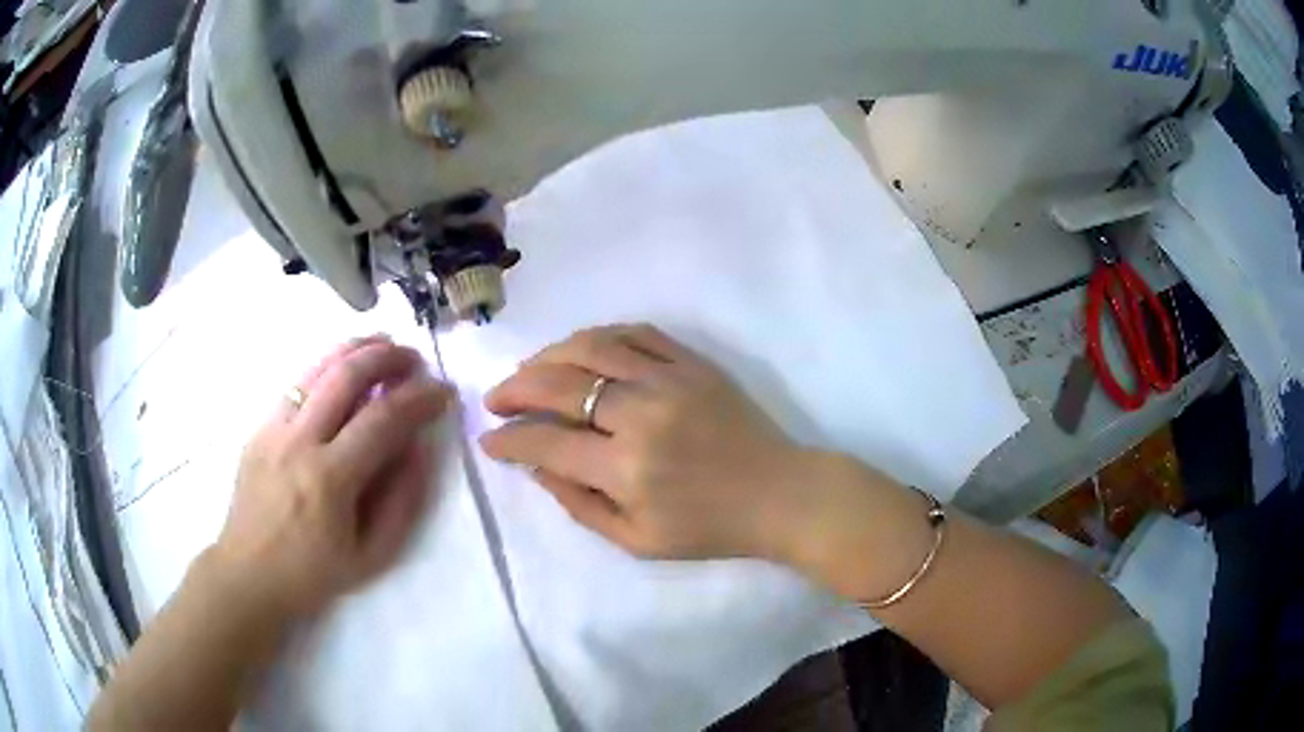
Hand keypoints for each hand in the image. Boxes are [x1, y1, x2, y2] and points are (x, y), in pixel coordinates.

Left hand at [212, 336, 450, 621]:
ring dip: (354, 349)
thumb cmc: (314, 573)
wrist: (249, 574)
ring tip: (383, 343)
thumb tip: (418, 447)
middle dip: (387, 357)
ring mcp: (273, 429)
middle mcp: (299, 442)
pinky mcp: (259, 428)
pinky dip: (325, 367)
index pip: (382, 418)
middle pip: (346, 376)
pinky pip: (296, 385)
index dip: (419, 398)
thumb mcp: (373, 555)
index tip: (443, 392)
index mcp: (329, 479)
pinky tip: (342, 369)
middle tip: (414, 359)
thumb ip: (402, 500)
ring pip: (317, 369)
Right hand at [480, 324, 824, 562]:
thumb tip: (535, 464)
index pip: (546, 442)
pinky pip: (636, 333)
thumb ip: (578, 504)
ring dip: (548, 355)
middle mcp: (641, 415)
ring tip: (529, 370)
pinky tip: (581, 350)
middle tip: (497, 398)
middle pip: (559, 385)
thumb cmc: (709, 527)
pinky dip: (599, 336)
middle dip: (515, 389)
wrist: (780, 494)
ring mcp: (670, 379)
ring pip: (591, 347)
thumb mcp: (637, 540)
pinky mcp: (693, 362)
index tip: (489, 438)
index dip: (508, 438)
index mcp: (626, 469)